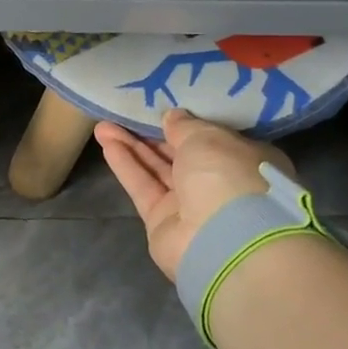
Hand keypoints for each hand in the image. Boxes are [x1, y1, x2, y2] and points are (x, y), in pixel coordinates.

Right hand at [96, 110, 297, 280]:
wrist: (223, 240)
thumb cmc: (228, 176)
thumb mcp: (208, 137)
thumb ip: (185, 126)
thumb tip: (172, 117)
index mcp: (244, 161)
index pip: (214, 139)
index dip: (188, 124)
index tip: (164, 108)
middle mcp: (219, 184)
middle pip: (180, 154)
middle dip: (153, 134)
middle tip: (126, 112)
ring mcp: (190, 206)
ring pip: (157, 169)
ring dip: (132, 146)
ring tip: (103, 125)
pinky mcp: (162, 221)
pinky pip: (142, 186)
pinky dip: (126, 165)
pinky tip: (106, 143)